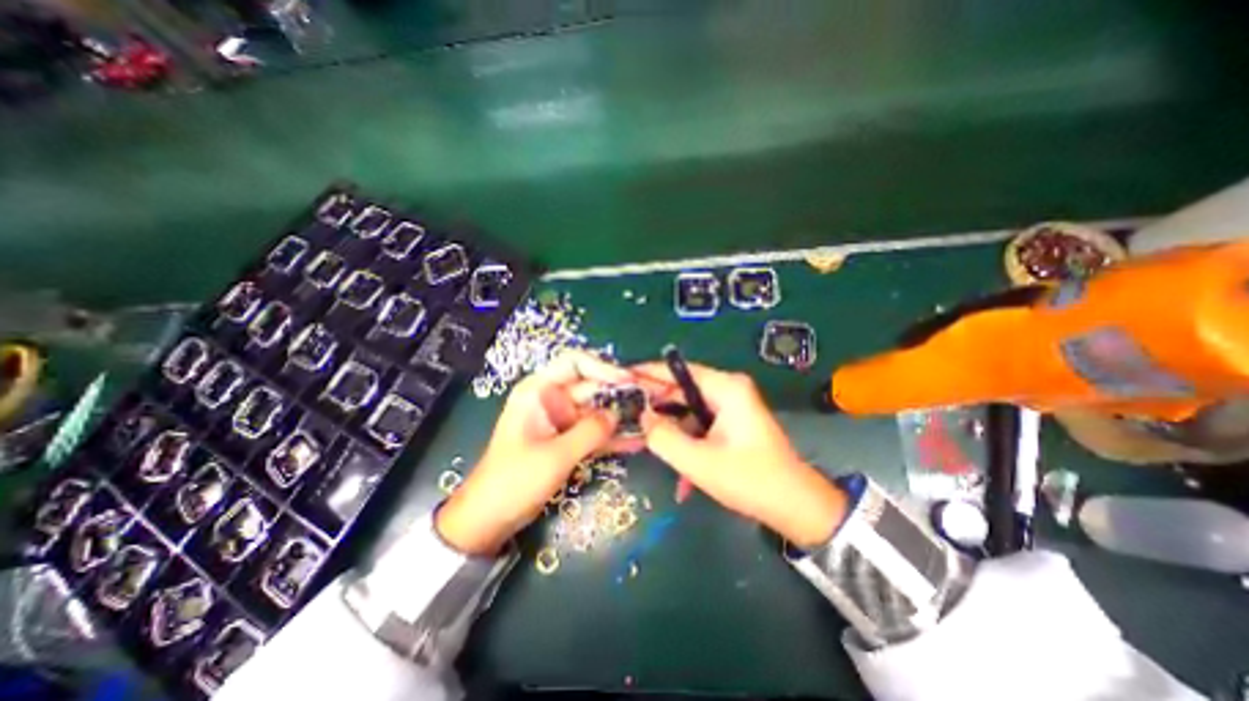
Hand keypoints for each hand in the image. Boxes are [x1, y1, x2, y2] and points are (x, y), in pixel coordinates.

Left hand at [436, 352, 636, 555]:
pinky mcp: (567, 439)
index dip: (602, 367)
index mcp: (539, 390)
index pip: (574, 363)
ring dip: (620, 417)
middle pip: (591, 387)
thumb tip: (618, 415)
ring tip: (650, 421)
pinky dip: (612, 437)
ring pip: (597, 410)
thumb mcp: (555, 456)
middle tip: (651, 402)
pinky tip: (637, 442)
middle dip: (620, 395)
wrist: (489, 519)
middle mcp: (552, 399)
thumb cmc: (513, 481)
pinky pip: (594, 432)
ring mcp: (561, 420)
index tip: (628, 381)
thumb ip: (590, 432)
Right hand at [636, 363, 849, 547]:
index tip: (623, 378)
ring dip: (672, 431)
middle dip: (657, 405)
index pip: (679, 370)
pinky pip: (700, 425)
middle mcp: (729, 390)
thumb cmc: (750, 480)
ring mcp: (732, 408)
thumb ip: (664, 437)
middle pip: (682, 390)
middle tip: (627, 415)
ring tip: (648, 444)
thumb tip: (642, 416)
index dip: (649, 373)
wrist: (796, 507)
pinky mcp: (732, 424)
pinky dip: (688, 443)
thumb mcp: (699, 461)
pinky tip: (680, 472)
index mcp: (726, 388)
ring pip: (689, 410)